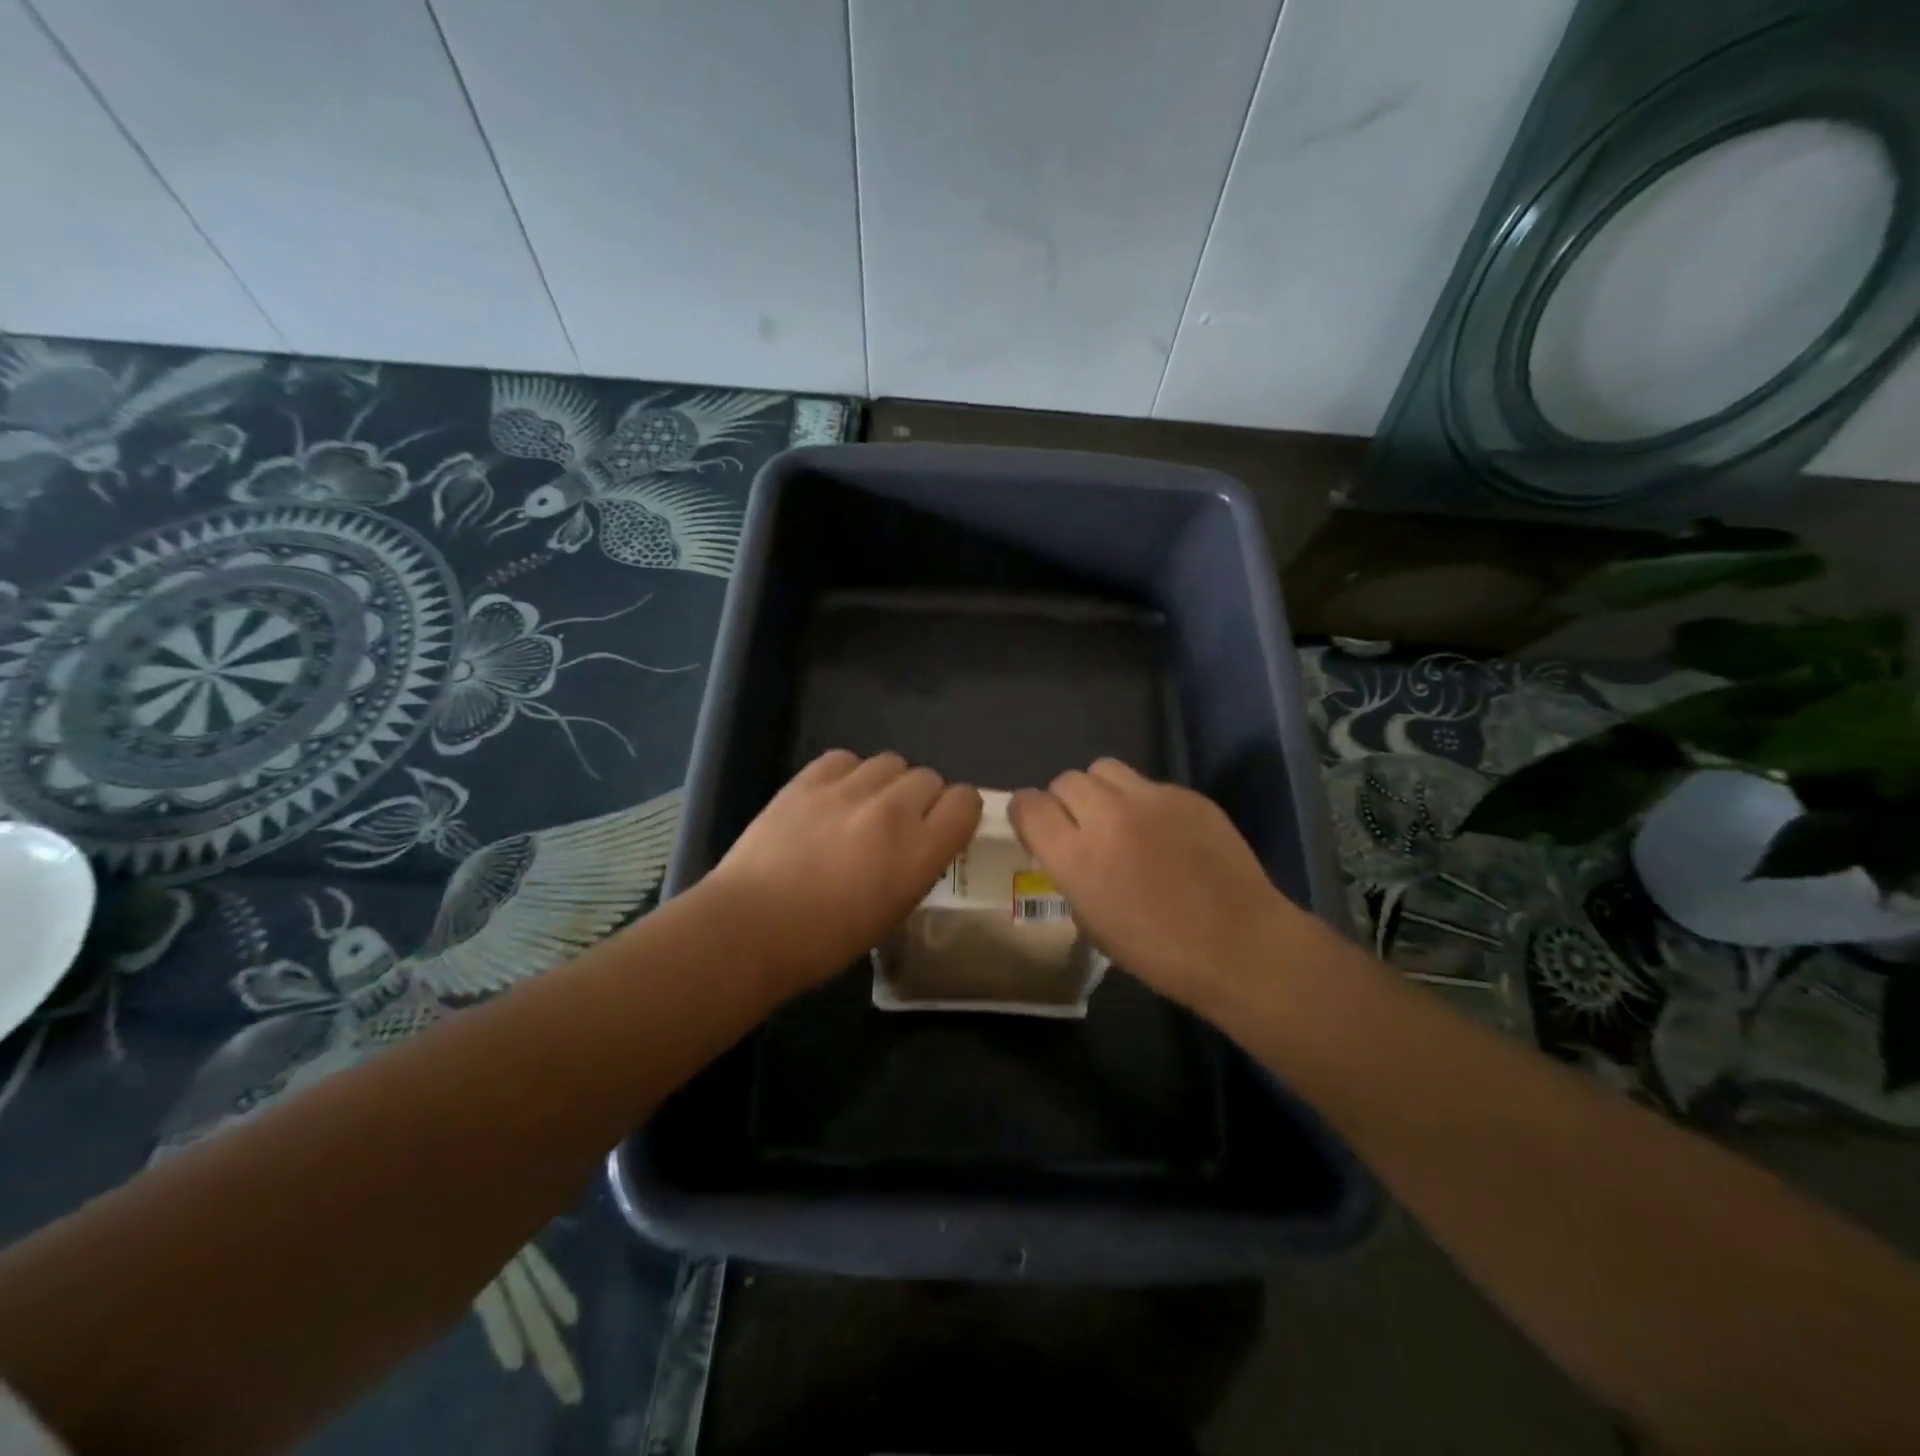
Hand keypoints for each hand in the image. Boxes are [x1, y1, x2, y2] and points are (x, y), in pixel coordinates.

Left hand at [699, 750, 981, 992]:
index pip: (965, 801)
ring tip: (864, 807)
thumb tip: (922, 841)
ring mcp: (849, 789)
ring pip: (891, 762)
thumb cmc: (826, 940)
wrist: (752, 927)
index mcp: (919, 851)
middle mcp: (893, 810)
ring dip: (887, 783)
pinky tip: (833, 798)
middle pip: (929, 777)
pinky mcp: (809, 779)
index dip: (958, 811)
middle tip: (898, 825)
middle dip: (922, 799)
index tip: (944, 826)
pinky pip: (846, 758)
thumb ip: (919, 865)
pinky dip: (848, 774)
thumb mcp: (894, 910)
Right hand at [1008, 759, 1305, 1010]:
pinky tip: (1164, 833)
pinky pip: (1148, 784)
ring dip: (1100, 790)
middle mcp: (1108, 817)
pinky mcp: (1186, 795)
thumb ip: (1070, 875)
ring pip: (1104, 768)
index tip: (1035, 827)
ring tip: (1118, 818)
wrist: (1239, 944)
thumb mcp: (1092, 923)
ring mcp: (1151, 799)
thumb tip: (1067, 850)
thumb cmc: (1159, 952)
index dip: (1026, 813)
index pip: (1029, 805)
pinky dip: (1143, 802)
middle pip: (1065, 780)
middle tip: (1081, 828)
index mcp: (1077, 857)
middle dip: (1064, 801)